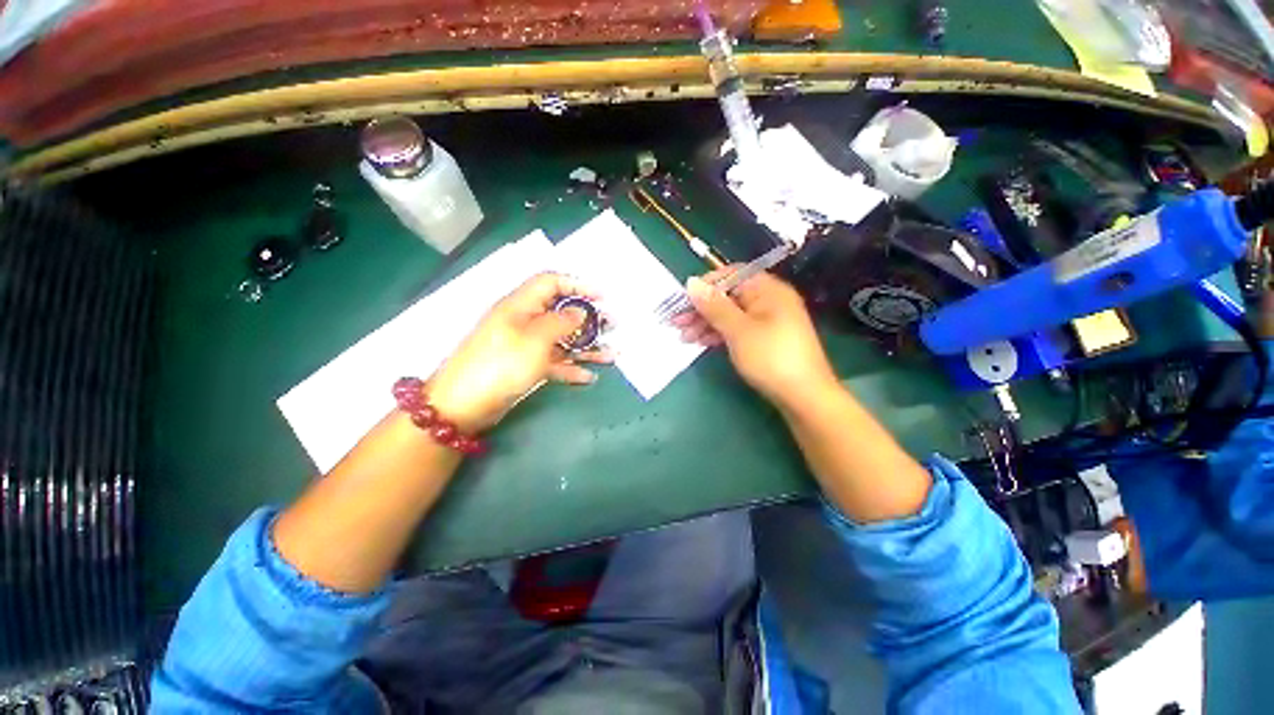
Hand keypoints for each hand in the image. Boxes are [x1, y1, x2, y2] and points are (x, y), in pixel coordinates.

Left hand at [426, 273, 611, 431]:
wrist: (464, 404)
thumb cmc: (502, 363)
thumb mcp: (535, 338)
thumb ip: (562, 322)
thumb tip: (579, 312)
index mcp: (521, 305)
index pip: (551, 282)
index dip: (578, 285)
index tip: (602, 297)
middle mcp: (525, 321)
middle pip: (561, 312)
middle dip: (589, 319)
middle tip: (612, 326)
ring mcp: (526, 346)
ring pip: (562, 340)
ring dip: (586, 346)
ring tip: (612, 354)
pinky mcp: (526, 367)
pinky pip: (554, 362)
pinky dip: (571, 367)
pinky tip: (588, 376)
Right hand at [673, 268, 837, 409]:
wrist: (804, 397)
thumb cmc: (771, 358)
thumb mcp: (738, 330)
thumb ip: (714, 306)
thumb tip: (691, 282)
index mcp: (767, 290)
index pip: (732, 275)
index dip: (706, 285)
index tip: (684, 299)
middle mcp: (768, 301)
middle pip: (728, 296)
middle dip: (701, 309)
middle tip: (677, 323)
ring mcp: (767, 322)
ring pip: (730, 315)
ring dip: (706, 324)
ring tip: (683, 337)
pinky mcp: (764, 340)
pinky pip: (736, 329)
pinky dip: (718, 334)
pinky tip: (700, 342)